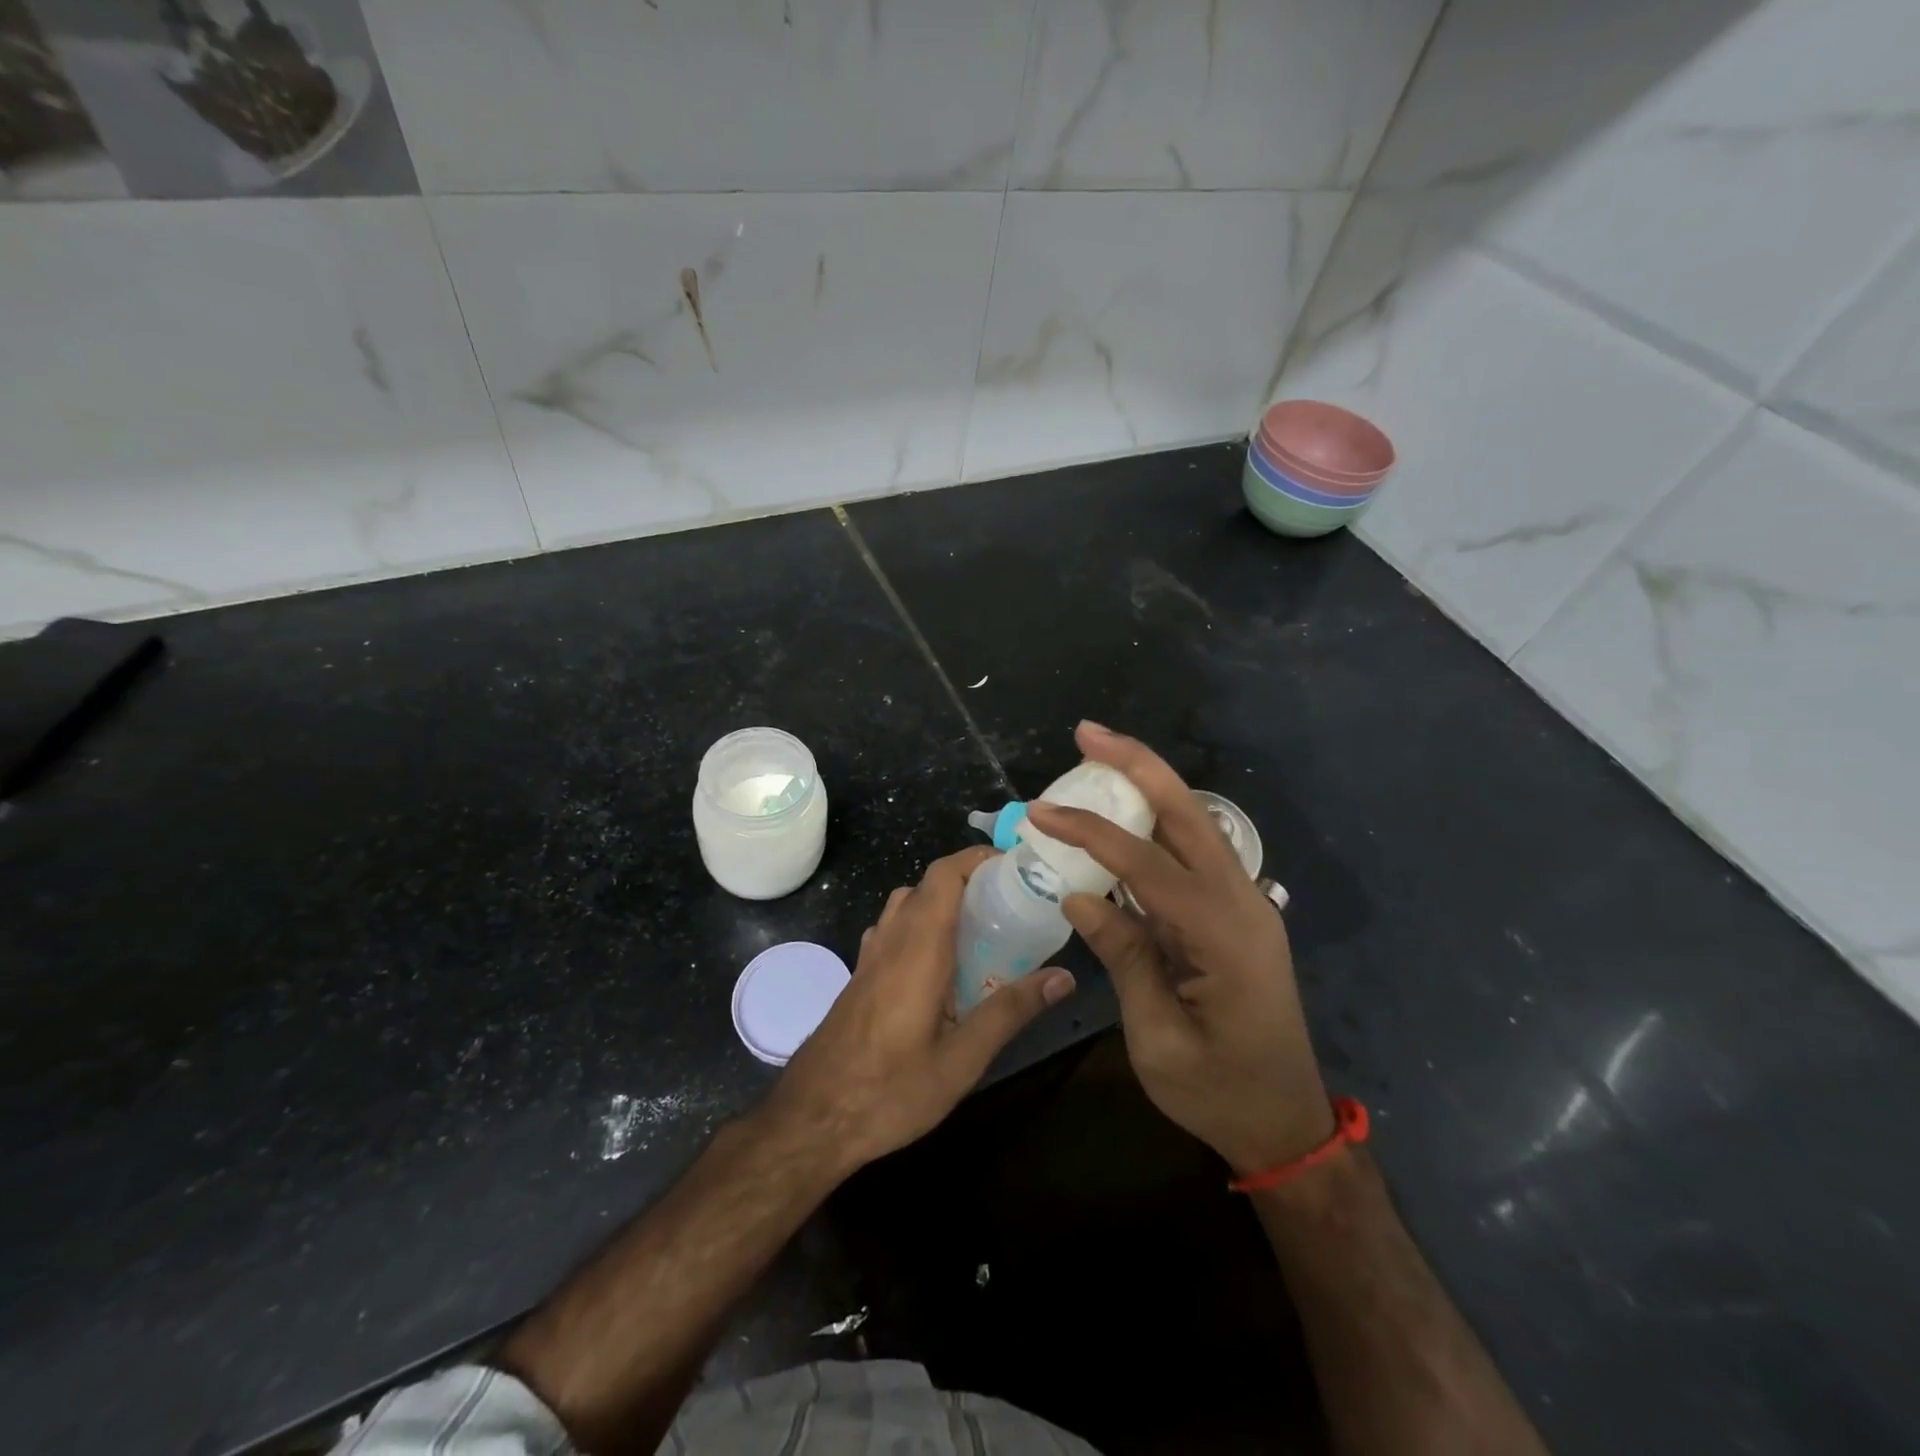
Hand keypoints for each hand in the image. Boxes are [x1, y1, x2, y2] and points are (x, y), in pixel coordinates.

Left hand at [761, 846, 1074, 1174]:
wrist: (811, 1120)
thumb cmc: (889, 1091)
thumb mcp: (961, 1061)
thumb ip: (1010, 1012)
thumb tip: (1063, 977)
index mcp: (918, 948)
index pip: (943, 875)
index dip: (976, 858)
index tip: (1015, 866)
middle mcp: (891, 940)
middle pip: (927, 885)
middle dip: (969, 881)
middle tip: (1011, 903)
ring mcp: (870, 956)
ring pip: (906, 905)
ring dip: (942, 902)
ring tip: (982, 931)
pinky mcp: (860, 976)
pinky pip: (893, 929)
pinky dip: (921, 925)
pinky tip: (941, 967)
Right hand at [1025, 723, 1333, 1175]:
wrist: (1285, 1124)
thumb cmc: (1219, 1092)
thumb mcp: (1158, 1037)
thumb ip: (1124, 956)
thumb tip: (1078, 895)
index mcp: (1224, 935)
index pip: (1146, 863)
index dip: (1090, 832)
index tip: (1040, 812)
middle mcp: (1241, 902)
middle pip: (1188, 814)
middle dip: (1137, 765)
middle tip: (1087, 732)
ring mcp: (1245, 903)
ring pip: (1194, 825)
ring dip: (1148, 785)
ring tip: (1098, 756)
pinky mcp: (1235, 912)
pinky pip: (1192, 854)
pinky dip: (1155, 825)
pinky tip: (1122, 815)